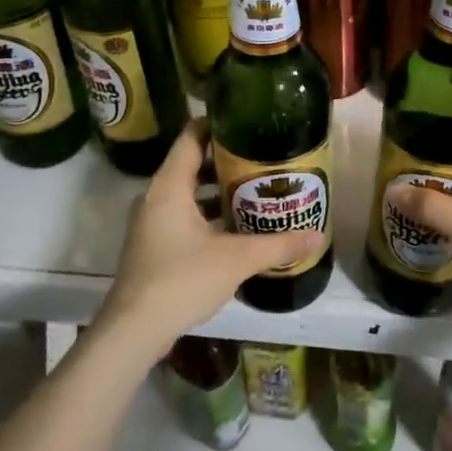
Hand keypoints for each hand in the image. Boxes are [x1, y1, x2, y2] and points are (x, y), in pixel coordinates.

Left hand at [96, 120, 323, 355]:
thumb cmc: (182, 279)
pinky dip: (208, 214)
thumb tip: (316, 235)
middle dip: (227, 161)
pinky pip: (183, 216)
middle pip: (192, 165)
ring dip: (218, 191)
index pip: (191, 138)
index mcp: (170, 187)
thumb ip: (278, 245)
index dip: (216, 124)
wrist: (134, 329)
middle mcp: (156, 198)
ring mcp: (151, 223)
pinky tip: (236, 228)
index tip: (247, 121)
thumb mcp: (237, 259)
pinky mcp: (153, 246)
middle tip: (263, 158)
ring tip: (256, 190)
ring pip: (188, 194)